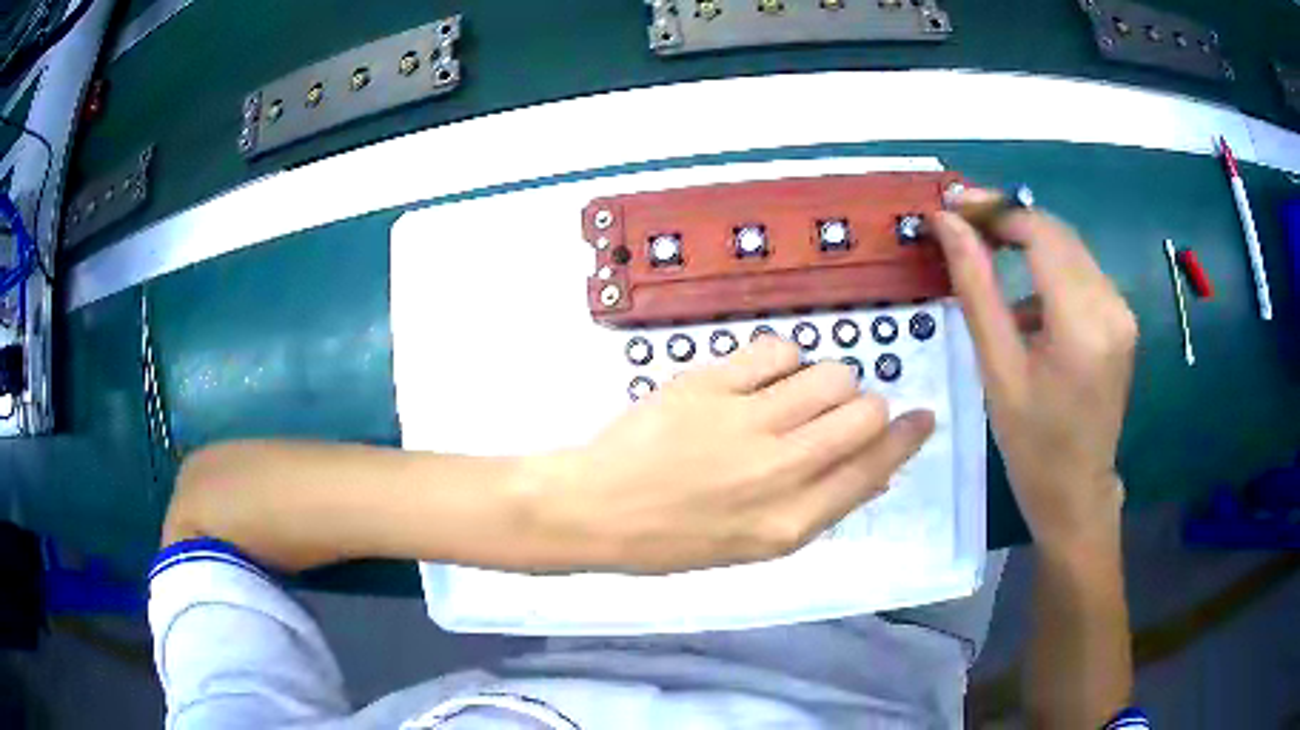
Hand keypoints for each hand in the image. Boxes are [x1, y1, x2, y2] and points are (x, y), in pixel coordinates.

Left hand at [523, 337, 934, 572]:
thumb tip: (877, 467)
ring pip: (830, 375)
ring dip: (826, 381)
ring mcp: (745, 424)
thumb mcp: (756, 544)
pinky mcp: (711, 384)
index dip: (906, 439)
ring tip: (794, 395)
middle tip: (836, 412)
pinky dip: (783, 359)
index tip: (922, 418)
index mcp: (791, 523)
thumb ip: (820, 505)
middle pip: (864, 413)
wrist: (597, 509)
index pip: (874, 469)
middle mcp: (779, 472)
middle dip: (865, 407)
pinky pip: (779, 351)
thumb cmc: (675, 538)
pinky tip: (760, 378)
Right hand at [932, 190, 1137, 553]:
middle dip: (1008, 220)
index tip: (952, 207)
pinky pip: (1081, 274)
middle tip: (961, 226)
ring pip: (1069, 249)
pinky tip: (1024, 305)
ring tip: (986, 258)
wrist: (1077, 493)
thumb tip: (948, 226)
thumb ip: (976, 288)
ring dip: (1027, 243)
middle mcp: (1112, 305)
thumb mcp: (998, 370)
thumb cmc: (1032, 445)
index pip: (1040, 233)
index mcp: (1083, 323)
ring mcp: (1122, 311)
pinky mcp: (1121, 319)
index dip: (995, 209)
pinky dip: (1047, 270)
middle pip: (1057, 233)